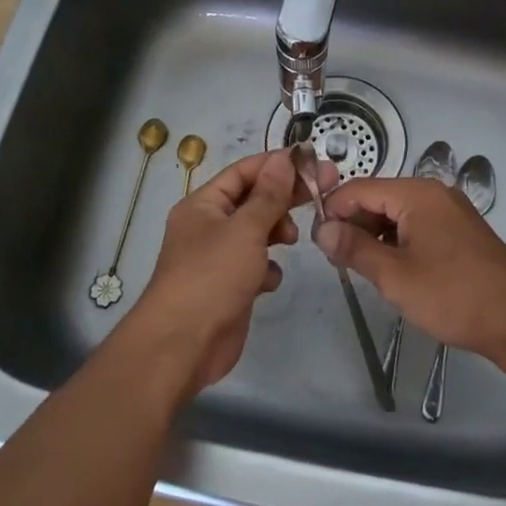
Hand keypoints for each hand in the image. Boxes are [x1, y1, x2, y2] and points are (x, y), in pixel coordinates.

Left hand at [127, 150, 335, 396]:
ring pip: (256, 233)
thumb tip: (284, 159)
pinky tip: (269, 280)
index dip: (277, 164)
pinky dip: (267, 269)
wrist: (182, 346)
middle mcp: (209, 226)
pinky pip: (255, 266)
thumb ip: (269, 195)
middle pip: (253, 200)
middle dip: (284, 197)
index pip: (244, 172)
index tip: (312, 161)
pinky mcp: (229, 287)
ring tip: (290, 239)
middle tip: (323, 190)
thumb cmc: (211, 277)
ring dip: (276, 232)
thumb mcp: (245, 230)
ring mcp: (219, 258)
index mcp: (203, 204)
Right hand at [314, 176, 505, 355]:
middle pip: (379, 197)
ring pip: (398, 213)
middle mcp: (433, 192)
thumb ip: (354, 249)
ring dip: (376, 235)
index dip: (334, 211)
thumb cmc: (452, 294)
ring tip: (363, 268)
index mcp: (416, 193)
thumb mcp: (395, 276)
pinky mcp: (460, 230)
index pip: (360, 189)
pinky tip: (394, 269)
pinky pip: (417, 224)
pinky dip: (399, 241)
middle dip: (355, 224)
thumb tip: (322, 229)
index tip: (318, 242)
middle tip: (338, 260)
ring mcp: (450, 210)